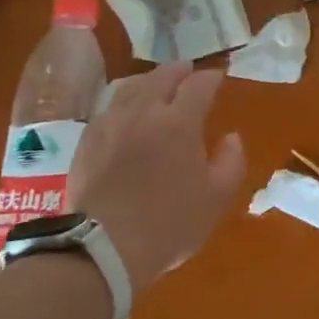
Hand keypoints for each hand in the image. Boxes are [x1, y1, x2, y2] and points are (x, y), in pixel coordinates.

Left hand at [68, 62, 245, 285]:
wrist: (105, 247)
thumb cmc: (169, 223)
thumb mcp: (216, 198)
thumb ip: (231, 161)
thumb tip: (232, 137)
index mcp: (179, 122)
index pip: (199, 84)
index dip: (211, 78)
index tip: (219, 77)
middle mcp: (144, 112)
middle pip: (162, 76)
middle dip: (179, 70)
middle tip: (188, 71)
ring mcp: (111, 123)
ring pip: (130, 87)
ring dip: (148, 80)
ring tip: (155, 84)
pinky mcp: (87, 140)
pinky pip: (108, 108)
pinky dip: (123, 101)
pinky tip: (124, 112)